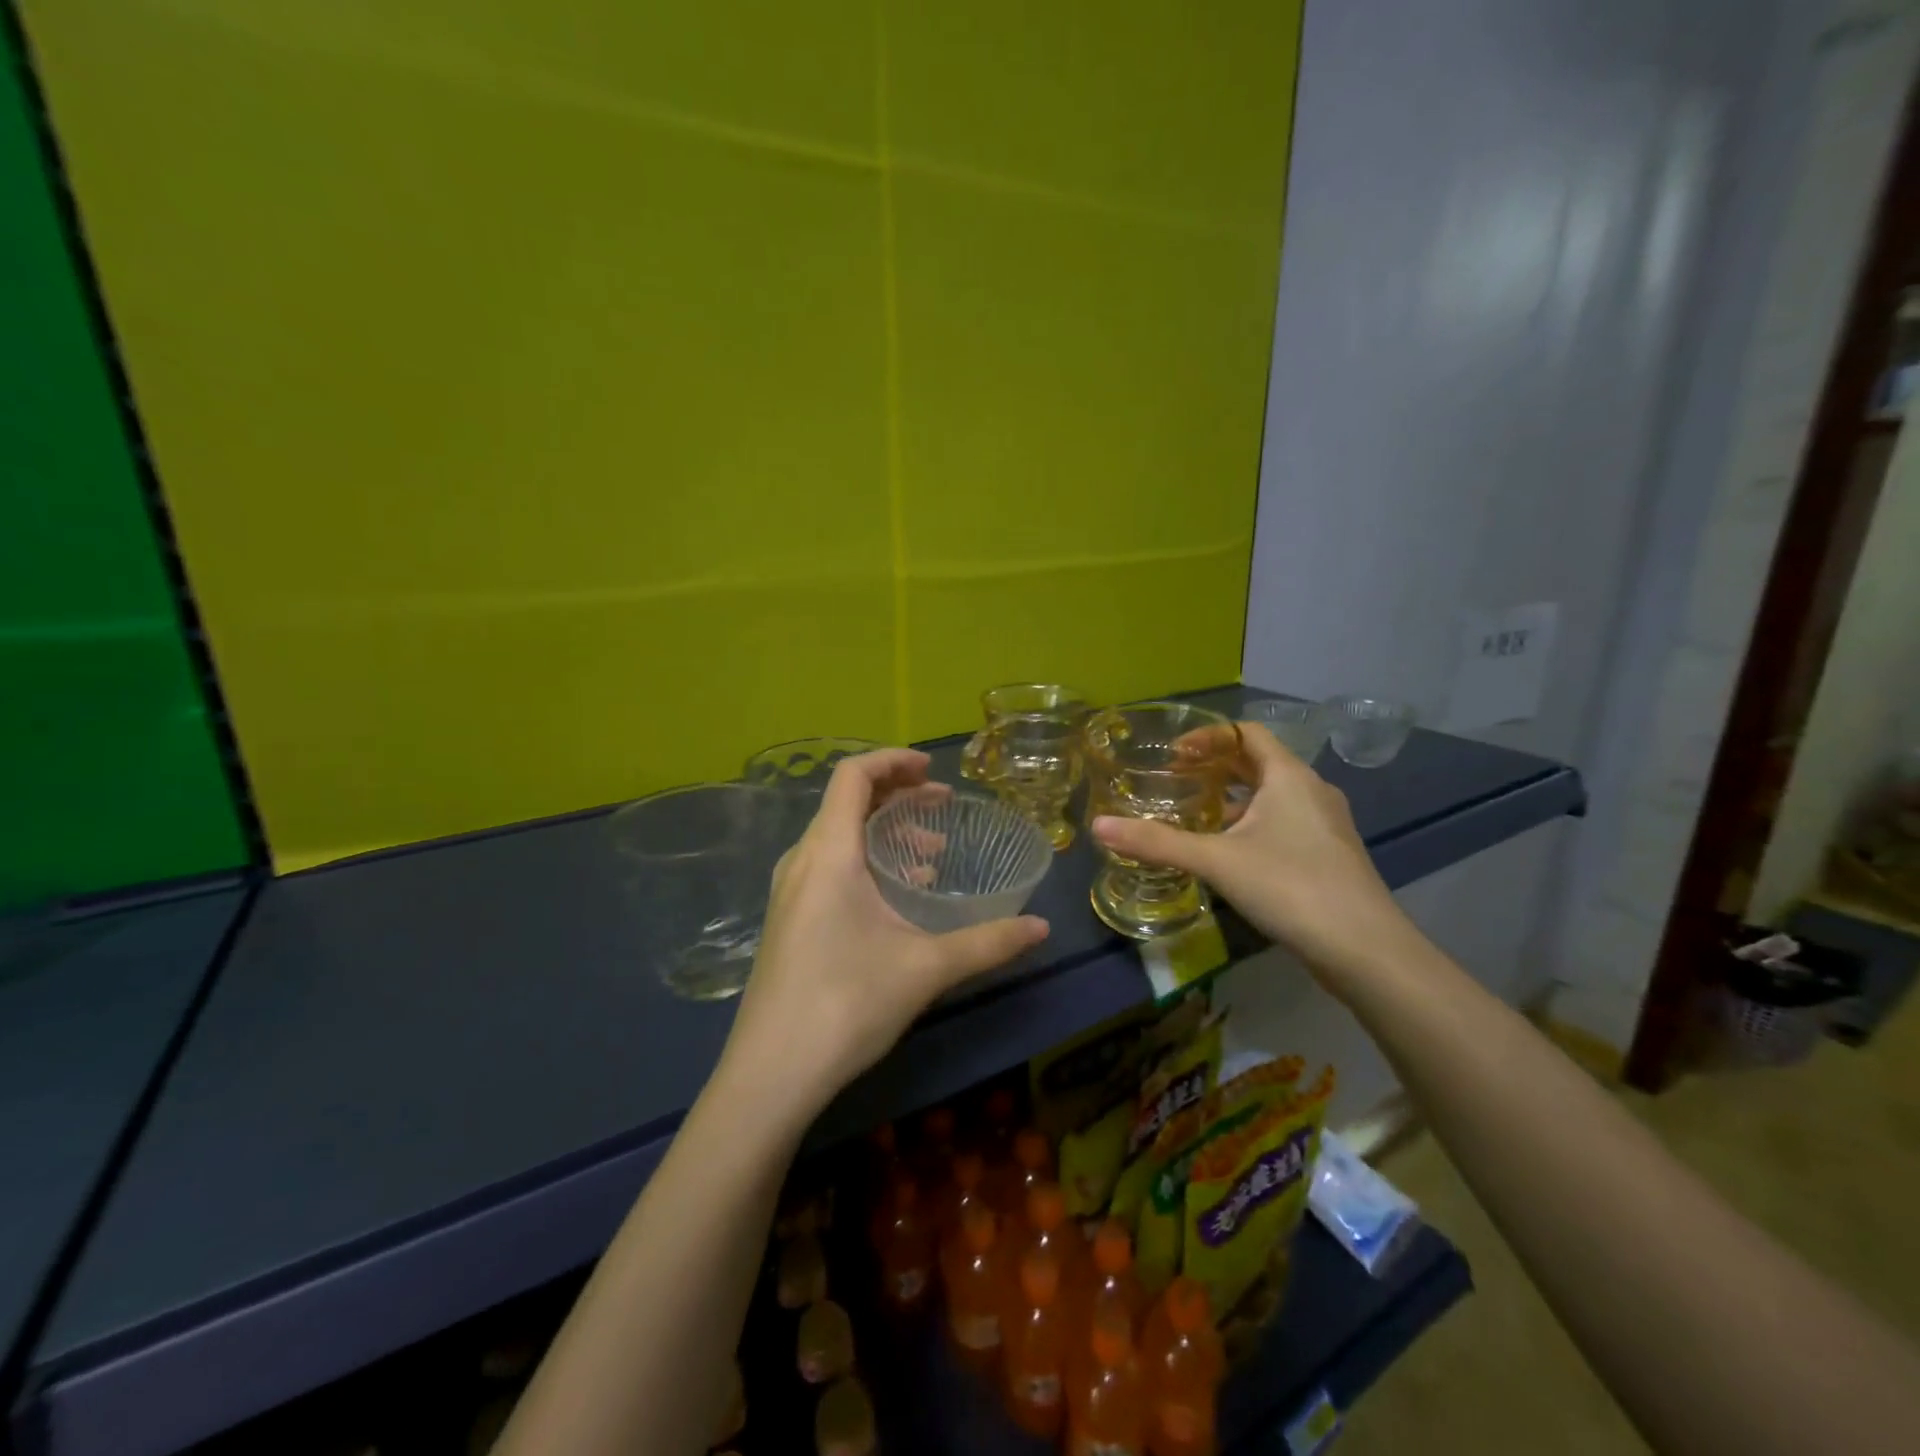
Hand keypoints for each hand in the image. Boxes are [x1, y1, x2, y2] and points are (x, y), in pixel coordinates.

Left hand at [720, 749, 1049, 1115]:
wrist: (771, 1075)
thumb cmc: (847, 1005)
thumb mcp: (926, 968)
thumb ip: (988, 942)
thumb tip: (1042, 927)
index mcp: (829, 853)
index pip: (853, 775)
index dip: (894, 760)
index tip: (934, 771)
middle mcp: (802, 861)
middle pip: (845, 801)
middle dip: (896, 794)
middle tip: (942, 806)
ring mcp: (789, 891)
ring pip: (837, 836)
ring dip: (883, 831)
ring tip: (930, 856)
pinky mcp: (787, 919)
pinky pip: (828, 865)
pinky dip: (865, 860)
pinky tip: (896, 897)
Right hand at [1091, 724, 1415, 982]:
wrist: (1365, 949)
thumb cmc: (1290, 886)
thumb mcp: (1216, 861)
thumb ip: (1156, 842)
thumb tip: (1098, 826)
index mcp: (1289, 776)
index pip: (1247, 733)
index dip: (1208, 736)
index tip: (1173, 755)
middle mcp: (1312, 790)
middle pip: (1259, 762)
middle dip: (1216, 766)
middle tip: (1176, 780)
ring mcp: (1326, 824)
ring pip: (1273, 795)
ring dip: (1234, 797)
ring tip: (1195, 814)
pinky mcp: (1330, 855)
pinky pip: (1284, 822)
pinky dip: (1252, 823)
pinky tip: (1230, 852)